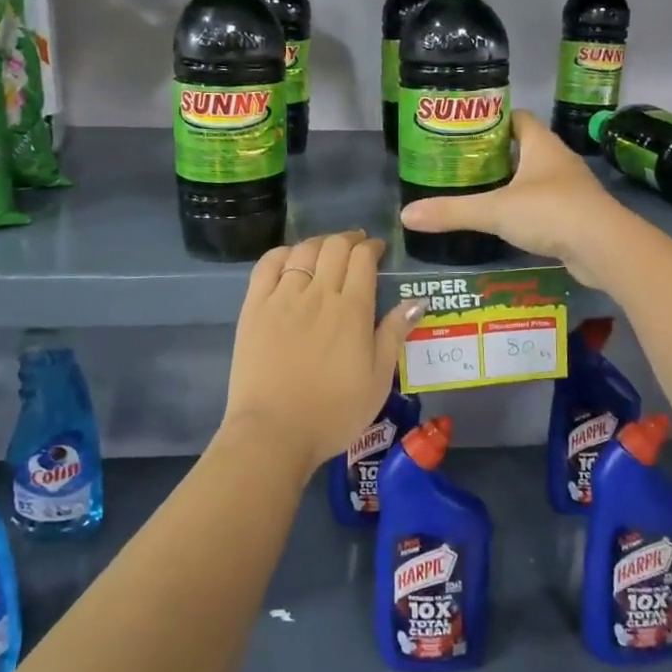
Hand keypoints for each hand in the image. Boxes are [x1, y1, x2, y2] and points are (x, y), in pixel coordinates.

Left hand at [222, 230, 426, 477]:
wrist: (274, 432)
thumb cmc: (334, 412)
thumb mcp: (378, 379)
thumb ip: (395, 334)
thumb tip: (417, 300)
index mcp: (352, 309)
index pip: (363, 259)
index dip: (372, 247)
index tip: (377, 250)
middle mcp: (318, 293)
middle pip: (334, 247)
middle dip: (349, 240)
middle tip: (356, 246)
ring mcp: (282, 298)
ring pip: (302, 251)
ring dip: (319, 243)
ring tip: (326, 249)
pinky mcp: (254, 308)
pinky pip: (267, 266)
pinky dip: (282, 254)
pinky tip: (290, 258)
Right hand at [399, 111, 624, 287]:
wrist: (605, 248)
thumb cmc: (550, 212)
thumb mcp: (495, 210)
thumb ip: (452, 212)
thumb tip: (406, 215)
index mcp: (541, 145)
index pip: (517, 117)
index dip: (492, 118)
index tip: (465, 129)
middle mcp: (558, 160)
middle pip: (524, 147)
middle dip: (495, 154)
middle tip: (461, 164)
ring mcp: (570, 188)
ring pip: (534, 178)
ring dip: (511, 183)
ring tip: (477, 192)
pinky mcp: (575, 215)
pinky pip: (544, 204)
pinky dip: (525, 209)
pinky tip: (504, 222)